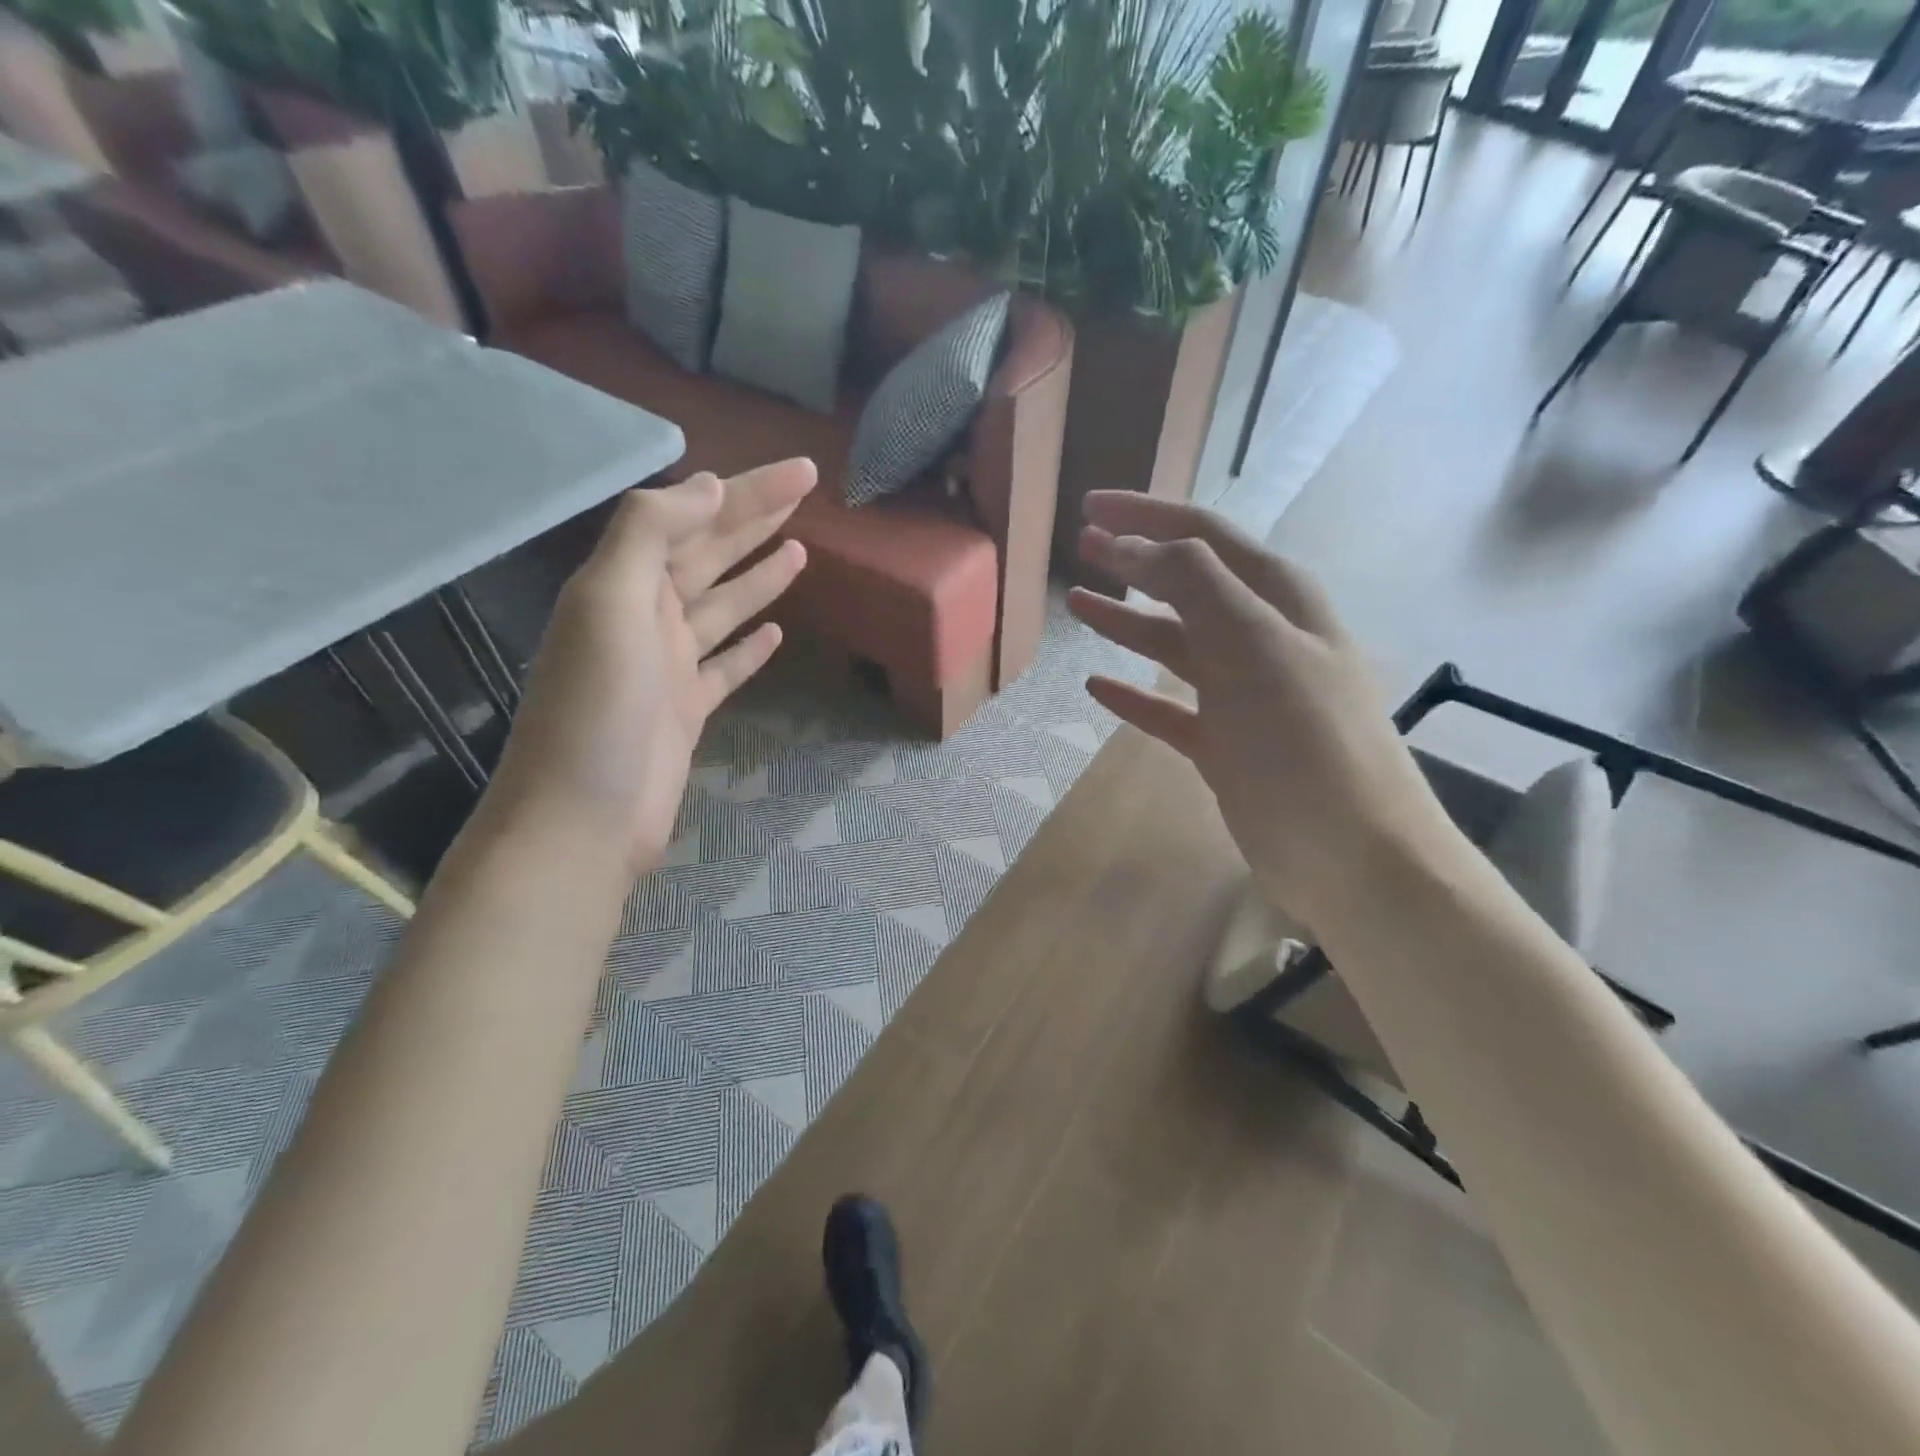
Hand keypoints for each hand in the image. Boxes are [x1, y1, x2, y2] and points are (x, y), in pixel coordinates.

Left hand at [483, 460, 815, 874]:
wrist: (582, 817)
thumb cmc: (597, 709)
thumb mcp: (609, 605)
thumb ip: (649, 536)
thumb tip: (707, 486)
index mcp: (626, 584)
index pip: (695, 519)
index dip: (747, 492)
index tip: (799, 473)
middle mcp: (647, 616)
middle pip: (712, 554)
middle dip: (758, 519)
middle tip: (810, 491)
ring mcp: (669, 666)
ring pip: (723, 606)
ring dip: (758, 576)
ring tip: (800, 551)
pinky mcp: (687, 709)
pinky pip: (726, 666)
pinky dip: (750, 647)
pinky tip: (776, 632)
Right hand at [1068, 493, 1459, 928]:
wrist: (1350, 853)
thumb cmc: (1302, 738)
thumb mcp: (1252, 644)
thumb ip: (1195, 583)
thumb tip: (1139, 544)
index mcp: (1278, 600)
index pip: (1204, 536)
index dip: (1146, 515)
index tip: (1089, 506)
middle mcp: (1262, 638)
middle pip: (1187, 585)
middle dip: (1135, 562)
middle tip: (1082, 547)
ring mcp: (1243, 695)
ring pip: (1174, 644)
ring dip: (1128, 621)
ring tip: (1078, 605)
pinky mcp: (1225, 746)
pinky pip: (1169, 708)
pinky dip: (1134, 695)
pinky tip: (1097, 687)